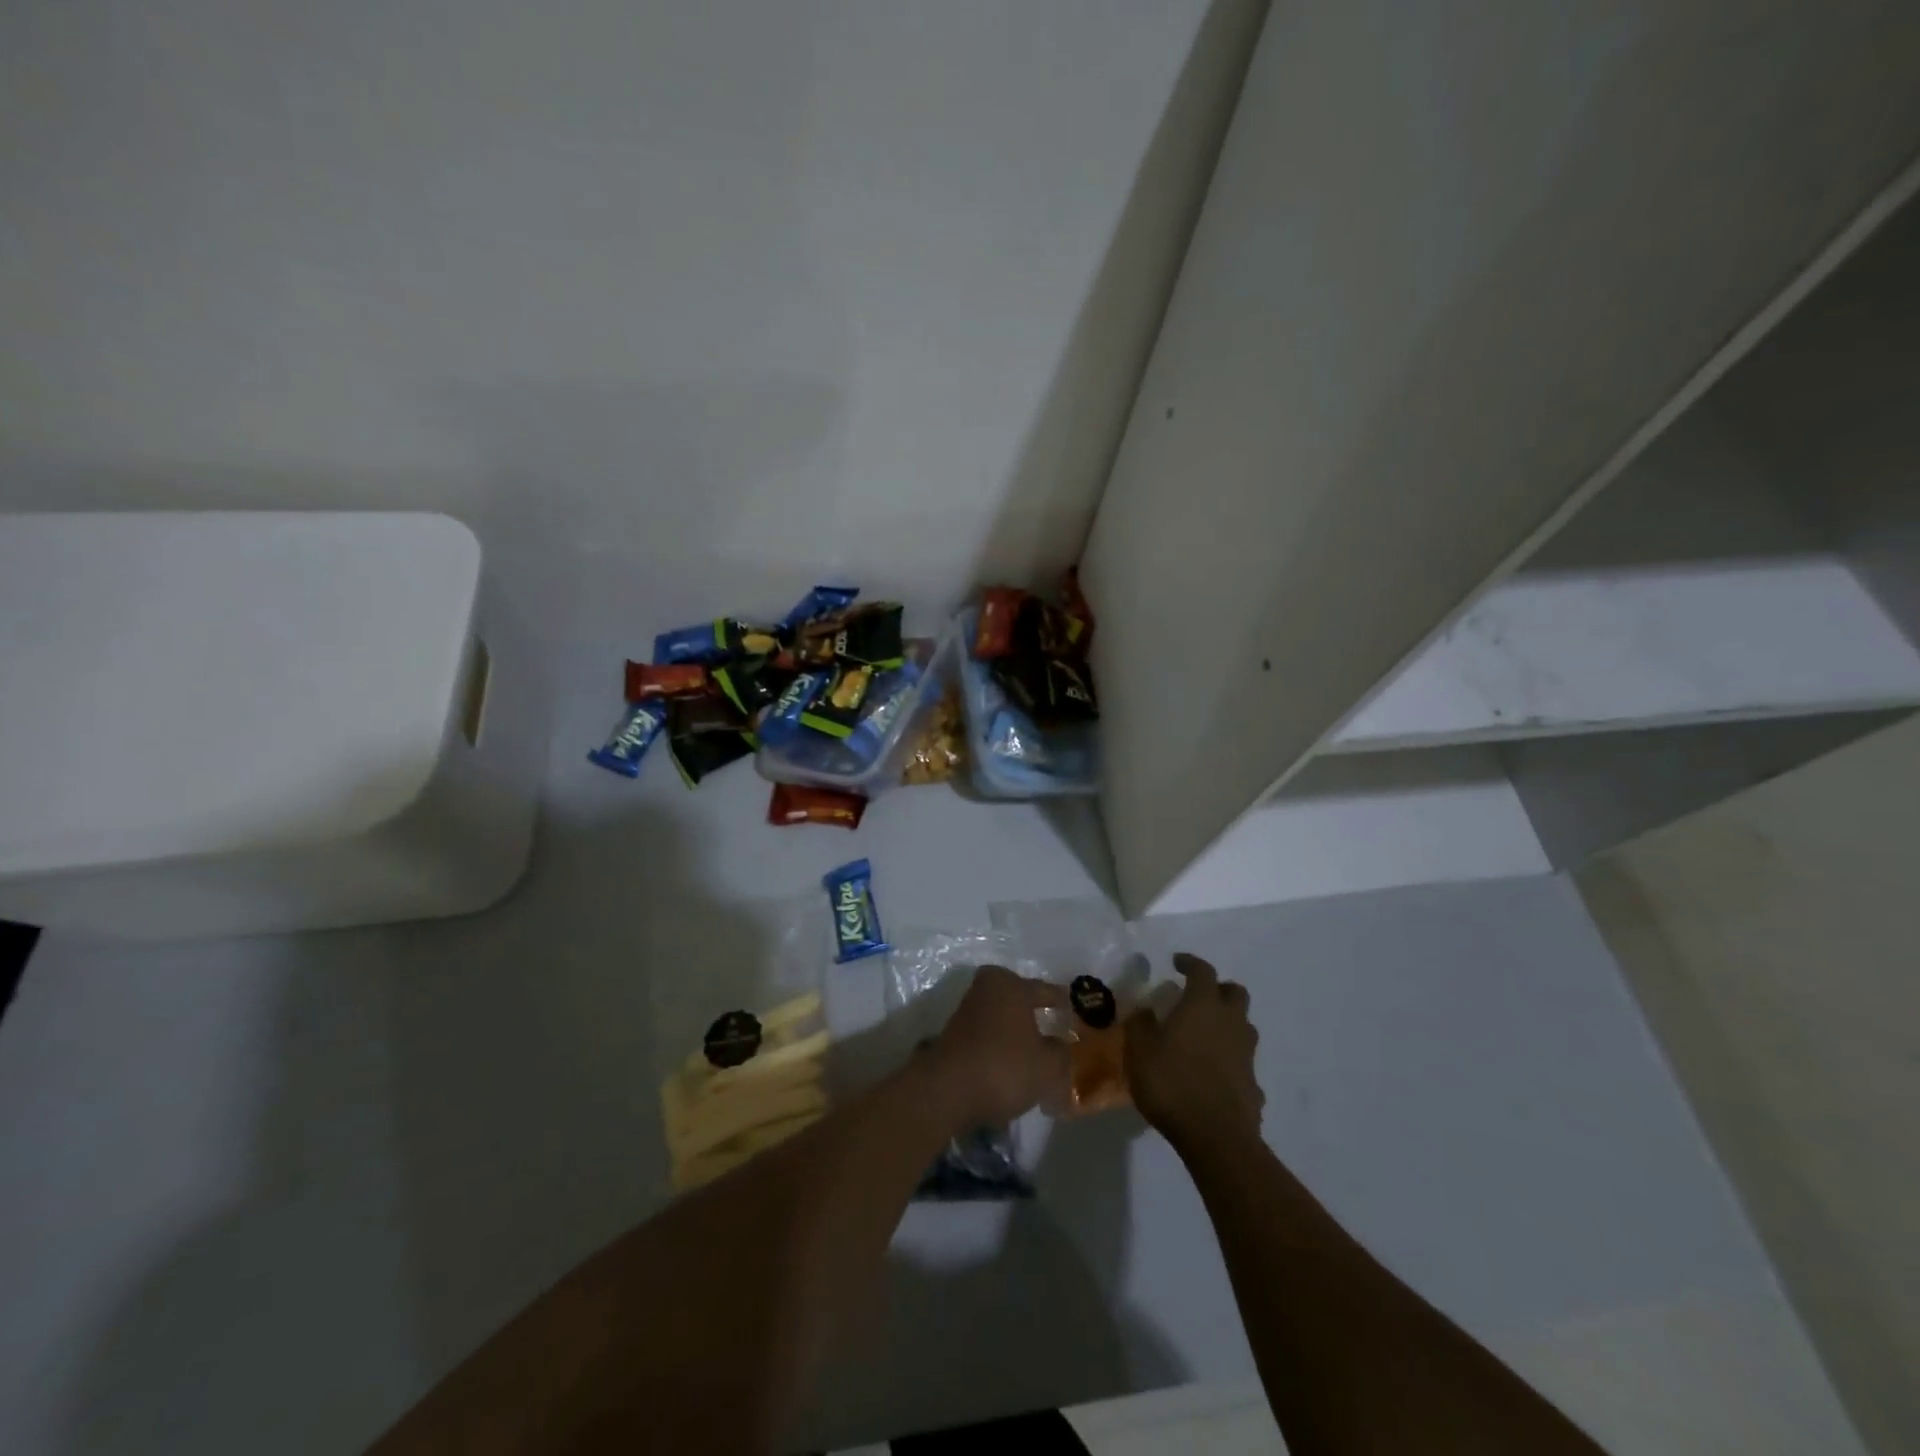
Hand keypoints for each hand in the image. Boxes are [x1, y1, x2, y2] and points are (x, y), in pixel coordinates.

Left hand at [927, 965, 1070, 1126]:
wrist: (946, 1091)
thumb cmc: (1004, 1067)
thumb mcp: (1047, 1066)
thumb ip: (1060, 1053)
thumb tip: (1059, 1045)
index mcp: (1011, 985)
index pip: (1045, 990)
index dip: (1062, 1003)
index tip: (1074, 1012)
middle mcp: (986, 990)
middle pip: (1018, 1000)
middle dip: (1033, 1014)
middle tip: (1052, 1030)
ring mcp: (966, 1011)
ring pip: (1001, 1019)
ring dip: (1015, 1034)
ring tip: (1033, 1055)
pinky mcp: (953, 1036)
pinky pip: (987, 1037)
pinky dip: (999, 1048)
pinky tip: (1010, 1068)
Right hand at [1125, 953, 1263, 1152]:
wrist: (1216, 1137)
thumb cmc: (1172, 1083)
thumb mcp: (1139, 1051)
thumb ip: (1140, 1025)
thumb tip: (1144, 1010)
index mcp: (1203, 1006)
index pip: (1202, 971)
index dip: (1190, 963)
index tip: (1177, 962)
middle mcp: (1230, 1022)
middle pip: (1234, 993)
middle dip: (1218, 989)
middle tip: (1198, 997)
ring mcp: (1246, 1054)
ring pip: (1243, 1026)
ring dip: (1226, 1024)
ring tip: (1203, 1036)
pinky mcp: (1254, 1084)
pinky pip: (1242, 1061)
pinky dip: (1230, 1060)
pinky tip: (1213, 1074)